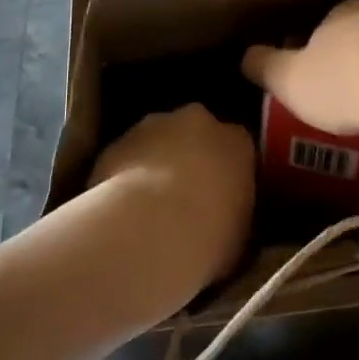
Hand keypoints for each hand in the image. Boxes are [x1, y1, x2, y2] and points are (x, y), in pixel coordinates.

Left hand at [90, 105, 254, 285]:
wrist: (151, 232)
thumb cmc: (210, 237)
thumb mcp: (241, 234)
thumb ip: (235, 215)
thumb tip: (224, 222)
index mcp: (238, 141)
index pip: (237, 148)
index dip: (227, 173)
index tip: (220, 199)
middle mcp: (200, 122)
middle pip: (197, 134)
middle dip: (191, 158)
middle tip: (183, 200)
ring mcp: (155, 126)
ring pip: (157, 139)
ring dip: (155, 162)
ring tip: (147, 208)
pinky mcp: (117, 141)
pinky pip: (124, 157)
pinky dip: (123, 176)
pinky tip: (121, 210)